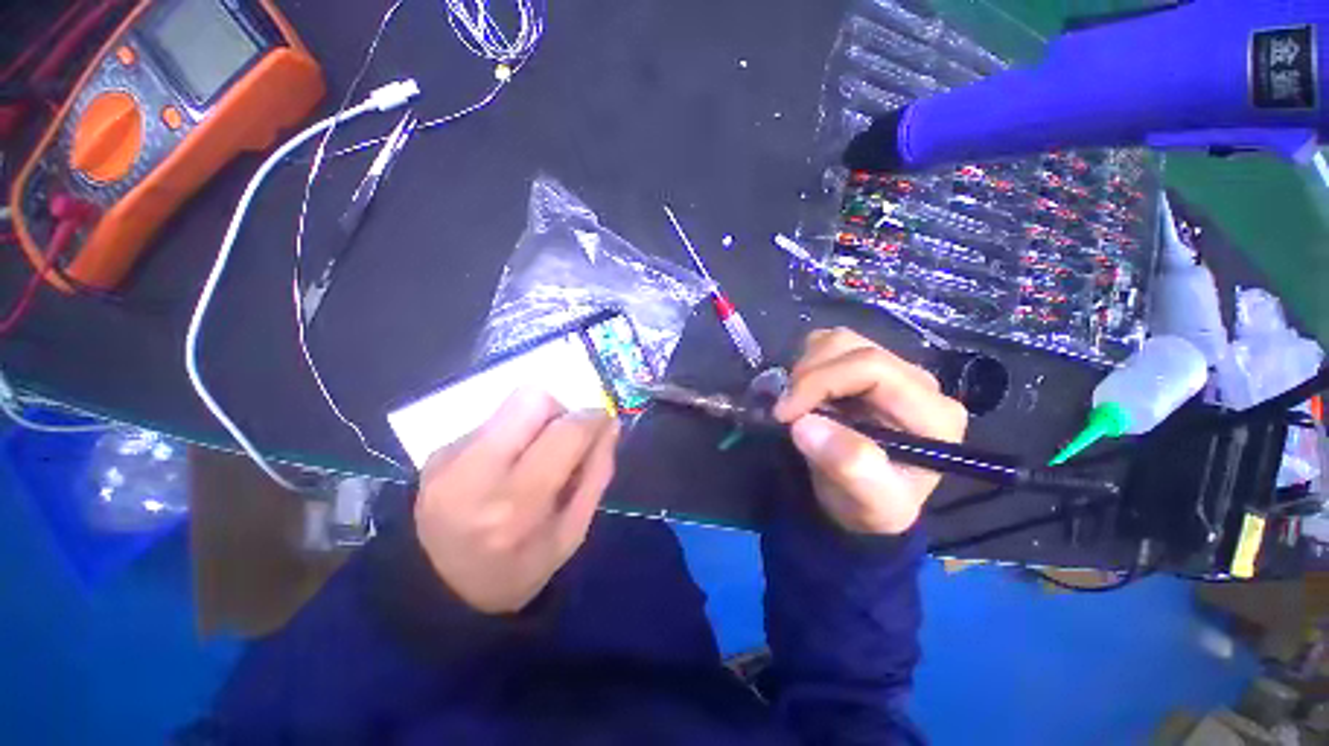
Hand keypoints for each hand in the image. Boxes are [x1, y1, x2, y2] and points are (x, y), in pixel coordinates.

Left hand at [414, 389, 619, 613]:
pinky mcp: (436, 453)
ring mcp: (448, 460)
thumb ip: (597, 473)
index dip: (592, 418)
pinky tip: (505, 464)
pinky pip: (491, 421)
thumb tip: (610, 425)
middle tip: (562, 438)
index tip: (602, 421)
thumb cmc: (520, 568)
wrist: (441, 592)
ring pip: (510, 404)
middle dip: (559, 410)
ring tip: (532, 454)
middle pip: (531, 399)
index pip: (565, 433)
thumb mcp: (572, 533)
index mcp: (516, 505)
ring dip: (534, 420)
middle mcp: (475, 474)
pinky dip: (510, 433)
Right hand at [773, 328, 967, 534]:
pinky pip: (830, 346)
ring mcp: (892, 369)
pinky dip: (807, 364)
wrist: (863, 503)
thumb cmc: (869, 507)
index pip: (872, 368)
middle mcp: (918, 382)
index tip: (784, 413)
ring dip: (805, 368)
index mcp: (933, 414)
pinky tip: (806, 393)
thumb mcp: (868, 503)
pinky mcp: (867, 367)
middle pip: (852, 347)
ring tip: (796, 404)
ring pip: (839, 340)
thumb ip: (849, 467)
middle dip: (807, 375)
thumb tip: (805, 423)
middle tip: (785, 411)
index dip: (820, 381)